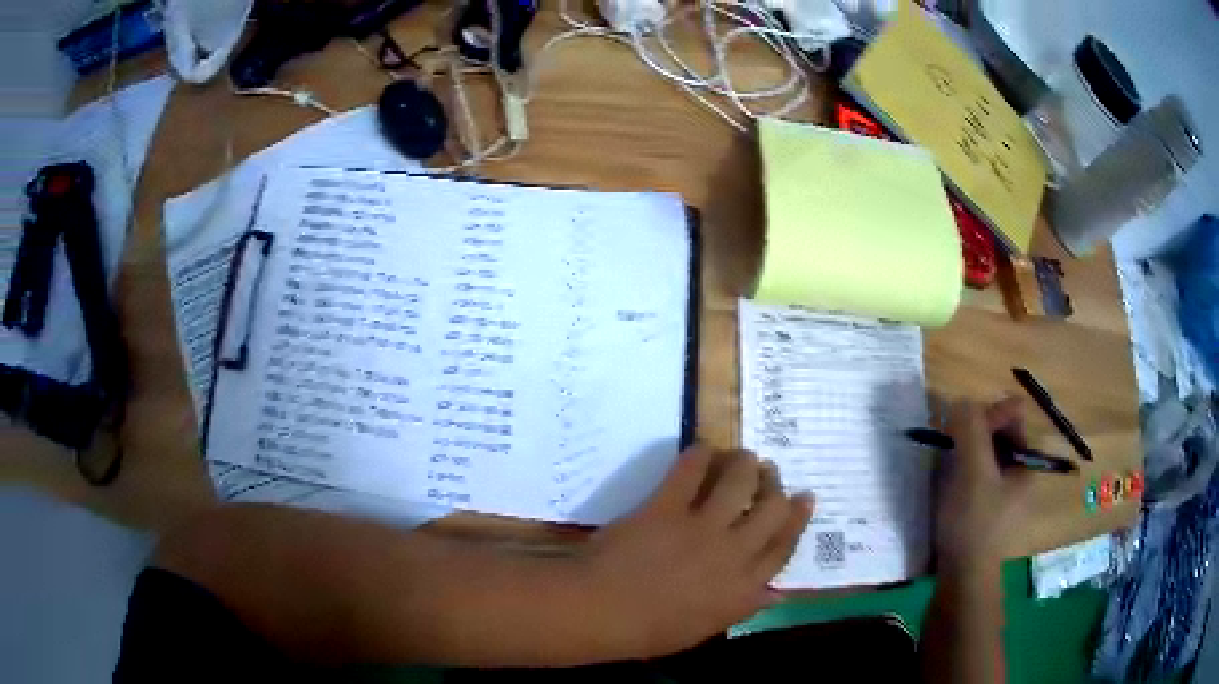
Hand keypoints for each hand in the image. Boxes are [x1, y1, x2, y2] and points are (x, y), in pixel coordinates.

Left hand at [583, 445, 812, 658]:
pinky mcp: (667, 507)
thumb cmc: (649, 632)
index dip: (797, 519)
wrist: (602, 612)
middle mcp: (733, 554)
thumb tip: (775, 593)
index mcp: (743, 589)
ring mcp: (701, 527)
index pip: (783, 547)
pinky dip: (701, 455)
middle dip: (776, 487)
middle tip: (770, 473)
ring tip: (744, 456)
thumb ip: (743, 606)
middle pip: (771, 510)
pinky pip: (691, 471)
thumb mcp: (705, 628)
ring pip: (740, 483)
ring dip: (746, 463)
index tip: (804, 497)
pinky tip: (704, 449)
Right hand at [935, 398, 1032, 573]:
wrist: (963, 581)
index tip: (962, 431)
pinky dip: (963, 475)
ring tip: (946, 469)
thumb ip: (971, 430)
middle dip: (974, 435)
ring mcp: (1004, 495)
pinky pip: (978, 479)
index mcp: (1026, 461)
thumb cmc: (973, 524)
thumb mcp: (973, 472)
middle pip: (999, 434)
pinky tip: (948, 490)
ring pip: (986, 457)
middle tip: (950, 449)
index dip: (987, 414)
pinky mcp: (987, 512)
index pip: (1012, 415)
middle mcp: (1020, 474)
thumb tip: (962, 400)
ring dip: (965, 455)